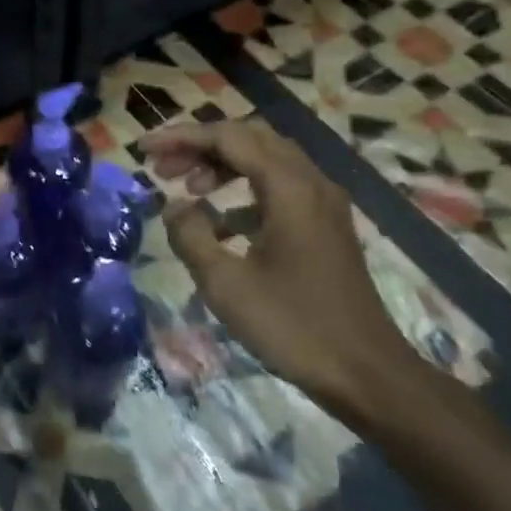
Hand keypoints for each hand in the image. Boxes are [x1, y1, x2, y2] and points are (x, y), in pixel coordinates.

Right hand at [142, 118, 413, 414]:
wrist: (366, 373)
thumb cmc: (293, 326)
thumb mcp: (225, 284)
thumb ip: (191, 236)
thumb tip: (174, 207)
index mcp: (289, 188)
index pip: (228, 138)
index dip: (182, 137)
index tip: (144, 149)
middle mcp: (311, 182)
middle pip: (250, 139)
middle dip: (202, 146)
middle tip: (163, 168)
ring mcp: (323, 204)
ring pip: (267, 160)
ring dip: (224, 166)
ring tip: (188, 190)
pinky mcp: (326, 226)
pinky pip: (280, 188)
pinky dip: (244, 192)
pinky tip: (221, 224)